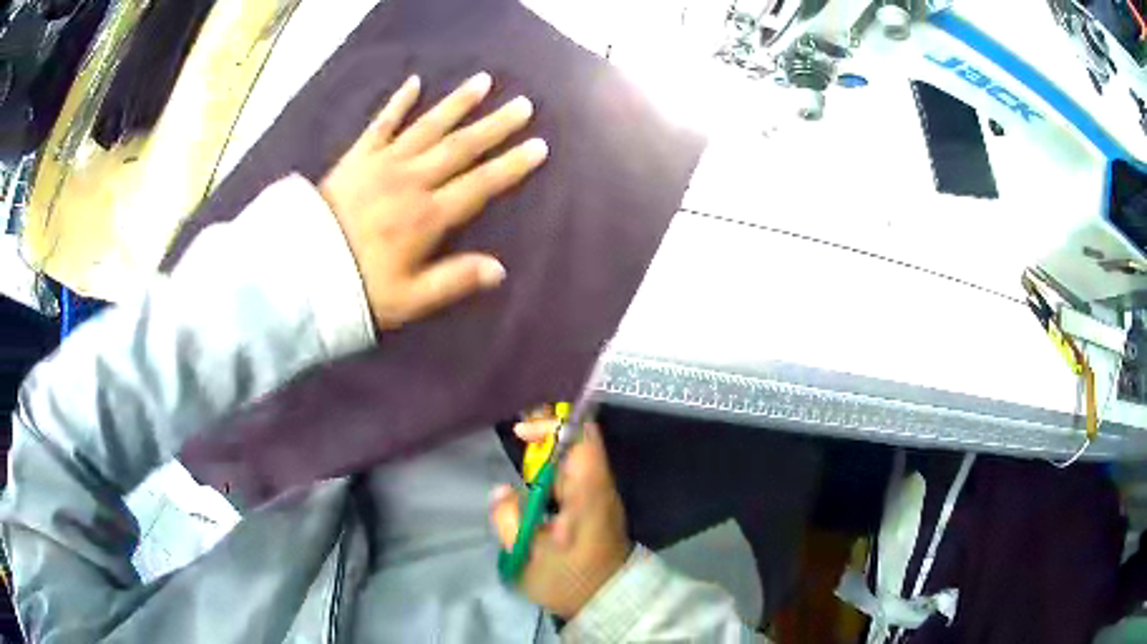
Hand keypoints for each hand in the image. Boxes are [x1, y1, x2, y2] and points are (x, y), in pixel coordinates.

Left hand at [319, 72, 547, 329]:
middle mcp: (412, 181)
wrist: (300, 271)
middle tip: (523, 104)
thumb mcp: (408, 299)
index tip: (538, 146)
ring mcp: (383, 164)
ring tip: (483, 81)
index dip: (511, 166)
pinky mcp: (358, 157)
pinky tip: (414, 82)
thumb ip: (453, 281)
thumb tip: (499, 270)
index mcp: (427, 216)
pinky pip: (381, 124)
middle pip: (461, 147)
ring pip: (429, 127)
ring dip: (457, 103)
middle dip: (495, 125)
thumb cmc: (357, 288)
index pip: (480, 185)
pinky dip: (397, 102)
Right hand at [490, 416, 631, 619]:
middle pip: (580, 442)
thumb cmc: (570, 580)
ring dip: (548, 450)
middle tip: (515, 433)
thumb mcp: (529, 557)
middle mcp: (599, 487)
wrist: (607, 601)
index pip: (583, 439)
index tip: (520, 435)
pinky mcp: (595, 506)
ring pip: (576, 458)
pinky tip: (532, 478)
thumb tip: (500, 490)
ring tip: (519, 449)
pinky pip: (574, 475)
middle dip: (547, 433)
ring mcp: (600, 496)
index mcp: (589, 493)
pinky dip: (552, 468)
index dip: (553, 426)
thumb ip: (509, 520)